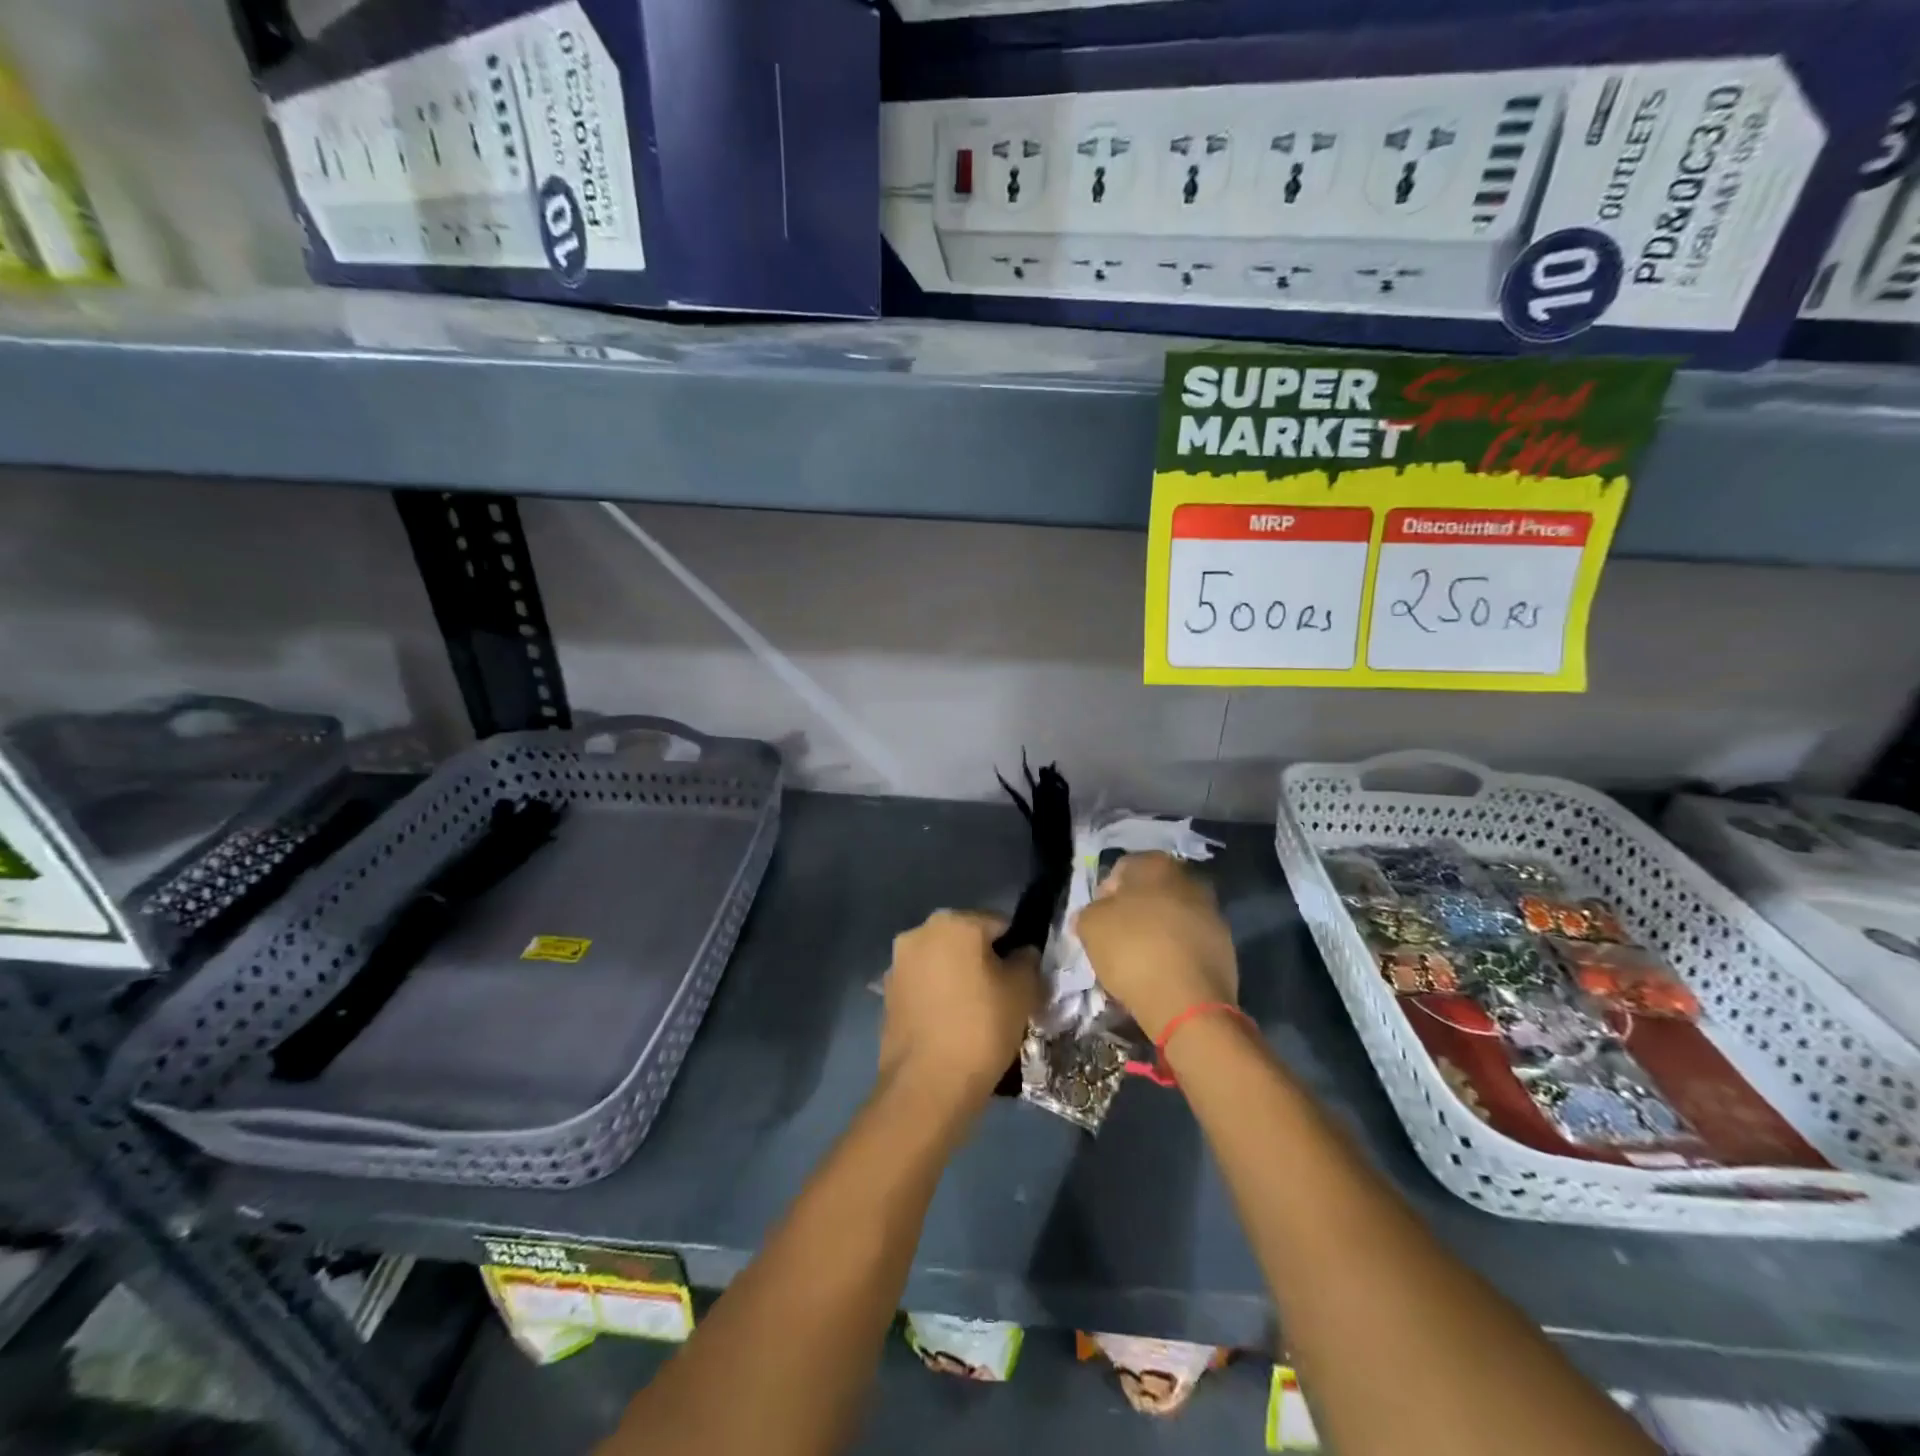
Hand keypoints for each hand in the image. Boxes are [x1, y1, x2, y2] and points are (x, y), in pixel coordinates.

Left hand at [880, 910, 1040, 1107]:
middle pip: (966, 940)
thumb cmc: (981, 1027)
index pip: (999, 923)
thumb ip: (1027, 961)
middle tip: (1004, 996)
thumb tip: (1022, 953)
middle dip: (985, 961)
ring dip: (960, 978)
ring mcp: (898, 963)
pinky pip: (924, 985)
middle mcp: (920, 932)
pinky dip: (939, 997)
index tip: (1025, 978)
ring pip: (943, 962)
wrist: (927, 1085)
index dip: (1017, 949)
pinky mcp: (887, 994)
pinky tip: (953, 1025)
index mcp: (954, 922)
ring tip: (978, 1014)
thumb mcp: (1022, 991)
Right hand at [1074, 852, 1236, 1039]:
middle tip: (1116, 940)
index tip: (1097, 922)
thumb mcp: (1090, 925)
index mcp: (1156, 864)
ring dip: (1156, 932)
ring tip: (1138, 962)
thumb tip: (1097, 915)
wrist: (1188, 1003)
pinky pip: (1188, 942)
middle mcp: (1189, 879)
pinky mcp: (1225, 945)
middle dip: (1133, 912)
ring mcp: (1212, 912)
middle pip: (1150, 892)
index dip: (1104, 895)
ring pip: (1171, 917)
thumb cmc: (1133, 951)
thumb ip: (1089, 912)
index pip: (1121, 869)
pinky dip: (1175, 953)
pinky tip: (1161, 974)